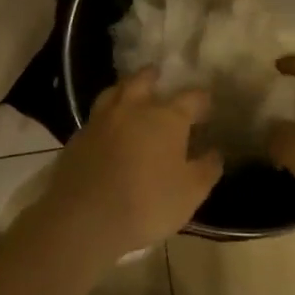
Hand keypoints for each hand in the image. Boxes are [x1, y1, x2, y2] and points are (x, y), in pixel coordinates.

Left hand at [40, 69, 221, 263]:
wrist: (84, 218)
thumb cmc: (147, 203)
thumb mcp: (190, 193)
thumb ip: (207, 169)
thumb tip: (216, 152)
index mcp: (167, 117)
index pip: (191, 97)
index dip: (202, 99)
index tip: (207, 104)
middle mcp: (134, 108)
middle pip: (144, 80)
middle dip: (153, 77)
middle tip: (159, 75)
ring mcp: (102, 120)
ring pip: (115, 91)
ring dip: (126, 87)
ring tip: (130, 91)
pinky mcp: (78, 136)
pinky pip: (96, 115)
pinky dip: (106, 113)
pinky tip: (108, 125)